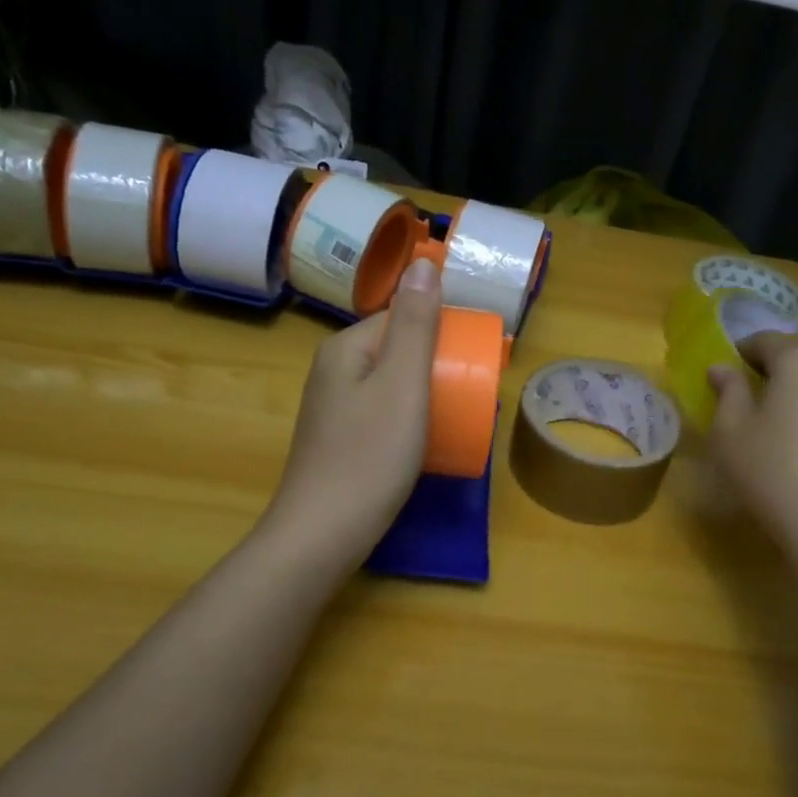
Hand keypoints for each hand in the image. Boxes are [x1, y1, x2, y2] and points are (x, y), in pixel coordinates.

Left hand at [259, 257, 442, 568]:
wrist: (323, 535)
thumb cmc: (370, 456)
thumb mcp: (402, 384)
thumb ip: (415, 324)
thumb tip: (423, 262)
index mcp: (345, 349)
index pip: (399, 316)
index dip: (439, 329)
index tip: (474, 356)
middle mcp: (332, 372)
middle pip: (395, 350)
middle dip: (435, 364)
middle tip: (471, 392)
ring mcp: (332, 409)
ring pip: (390, 385)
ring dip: (424, 393)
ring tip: (455, 416)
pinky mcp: (338, 441)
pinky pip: (381, 414)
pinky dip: (408, 419)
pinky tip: (424, 442)